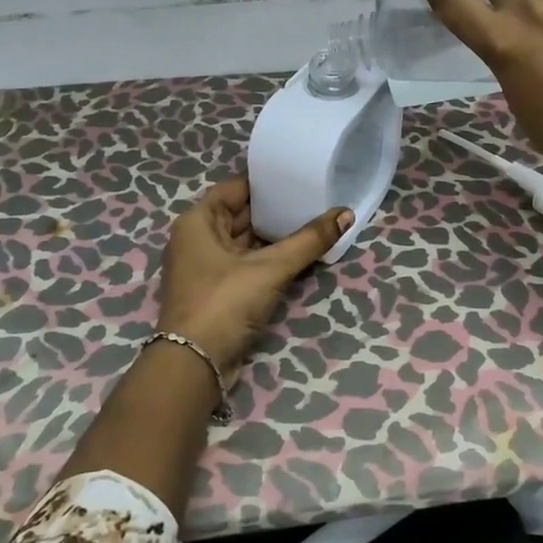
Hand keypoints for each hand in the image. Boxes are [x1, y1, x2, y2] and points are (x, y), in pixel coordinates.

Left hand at [157, 177, 352, 384]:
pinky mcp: (217, 291)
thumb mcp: (270, 268)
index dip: (268, 181)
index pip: (236, 187)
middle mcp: (197, 239)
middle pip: (242, 214)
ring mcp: (206, 267)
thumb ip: (309, 240)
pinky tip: (299, 255)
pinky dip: (269, 260)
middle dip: (276, 210)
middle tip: (314, 198)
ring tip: (313, 223)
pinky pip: (247, 265)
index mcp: (198, 221)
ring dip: (275, 237)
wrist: (195, 366)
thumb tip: (347, 214)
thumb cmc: (225, 302)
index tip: (299, 176)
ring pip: (246, 242)